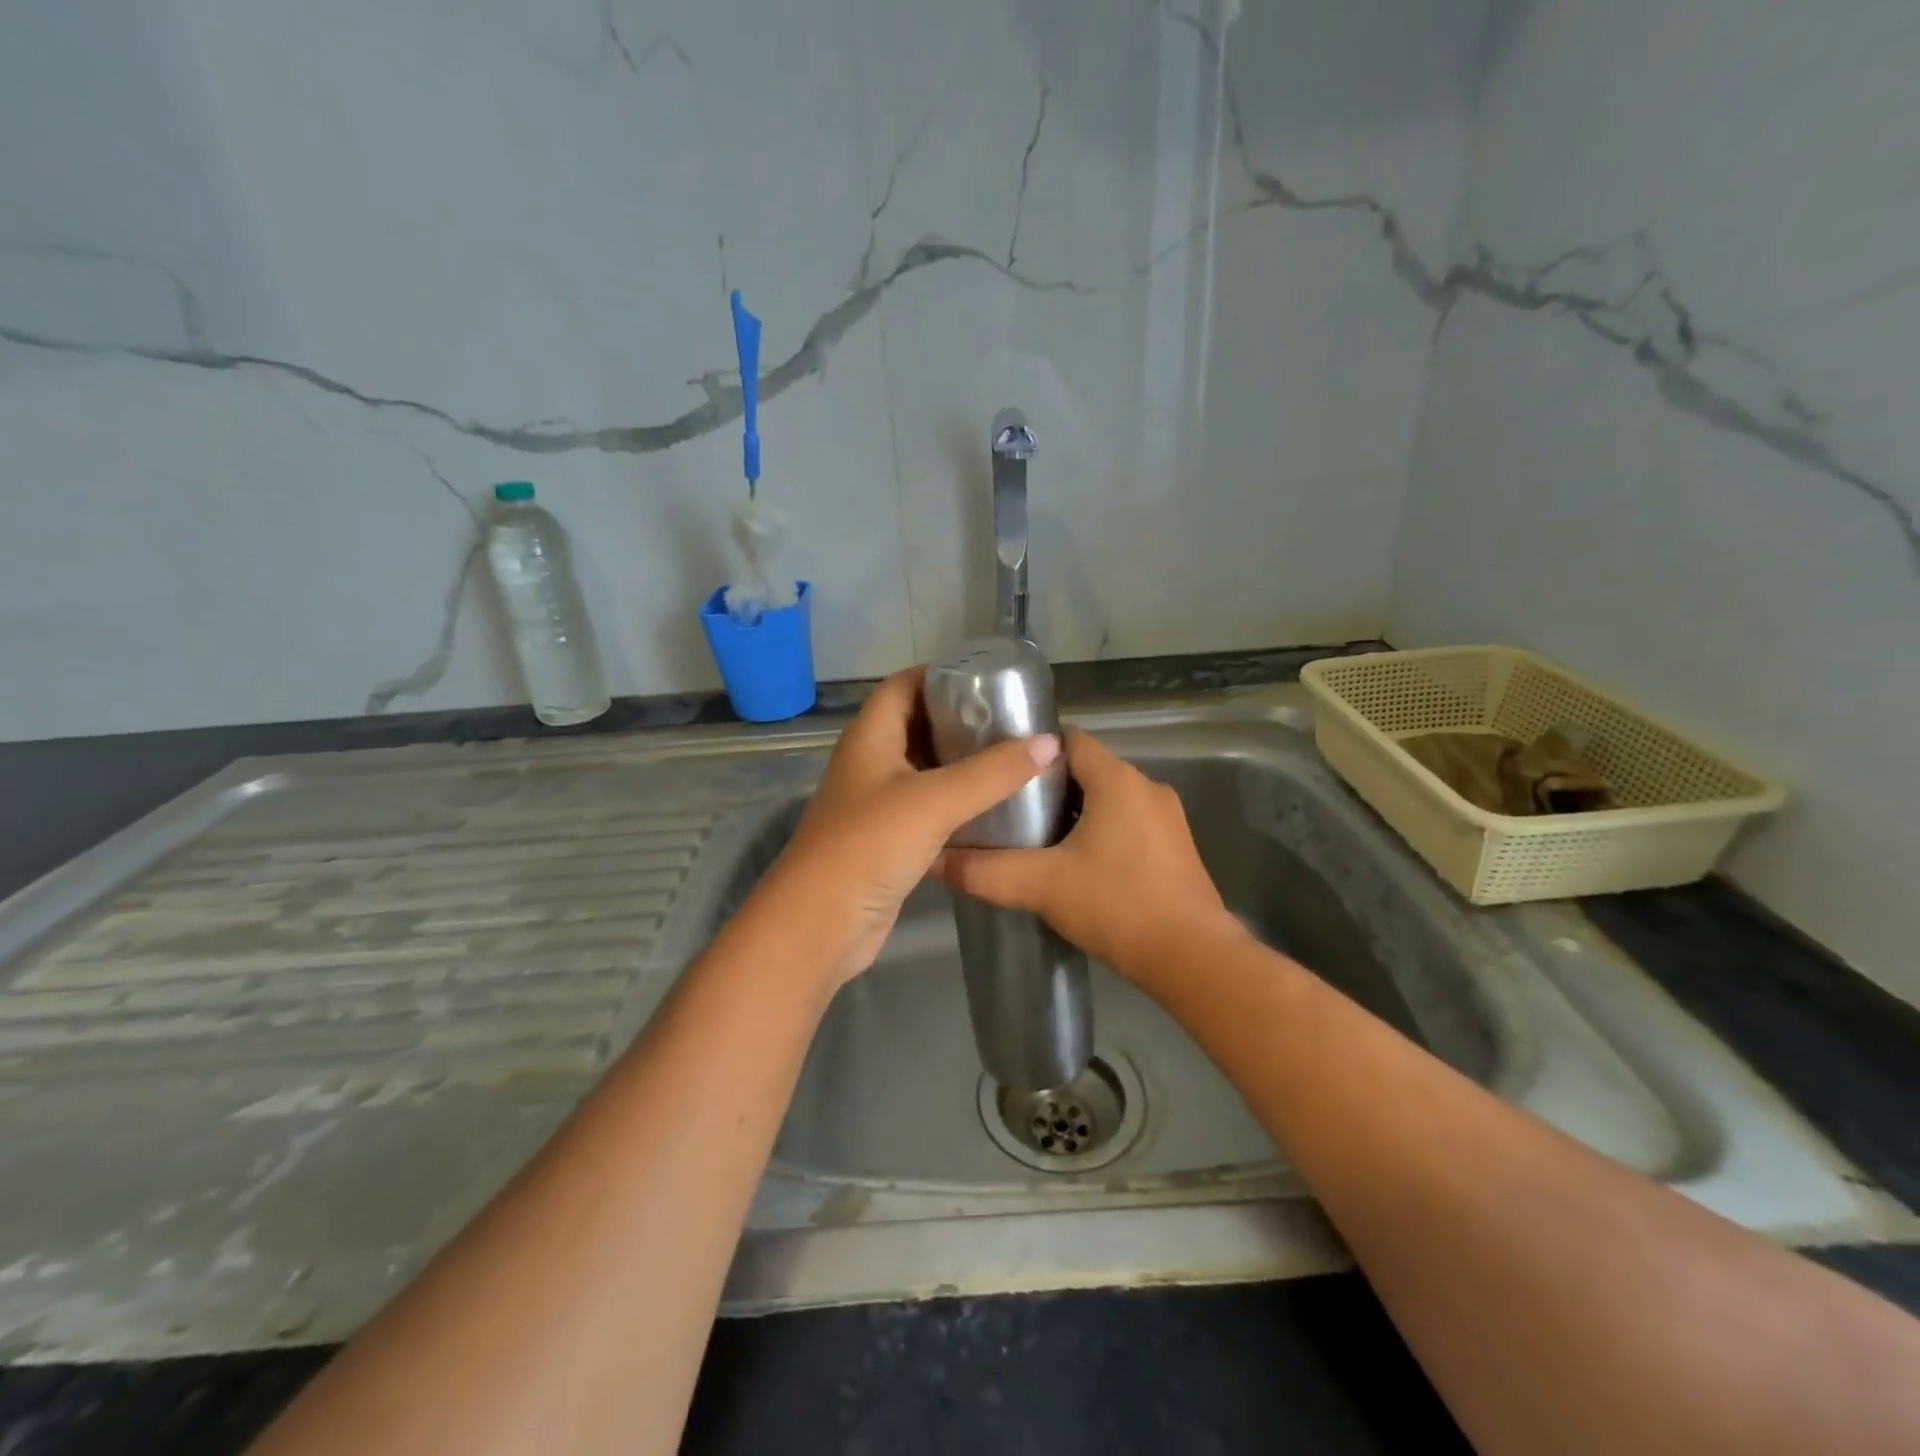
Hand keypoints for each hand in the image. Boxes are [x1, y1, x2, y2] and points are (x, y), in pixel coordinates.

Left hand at [750, 667, 1059, 988]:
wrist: (821, 925)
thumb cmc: (869, 845)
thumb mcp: (934, 801)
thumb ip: (993, 772)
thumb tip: (1049, 743)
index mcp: (870, 737)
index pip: (904, 686)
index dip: (941, 675)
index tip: (990, 678)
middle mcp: (871, 763)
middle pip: (918, 726)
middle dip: (962, 720)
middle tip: (1014, 721)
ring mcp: (879, 804)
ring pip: (926, 771)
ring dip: (964, 764)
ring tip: (1015, 758)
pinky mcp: (890, 840)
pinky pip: (930, 809)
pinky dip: (959, 804)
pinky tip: (996, 808)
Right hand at [936, 728, 1241, 984]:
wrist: (1193, 959)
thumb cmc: (1117, 906)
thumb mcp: (1042, 887)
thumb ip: (986, 872)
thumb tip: (936, 861)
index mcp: (1118, 780)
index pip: (1069, 740)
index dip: (1033, 750)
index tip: (1001, 770)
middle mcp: (1147, 788)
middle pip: (1088, 770)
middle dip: (1048, 786)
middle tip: (1009, 810)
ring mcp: (1168, 819)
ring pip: (1109, 799)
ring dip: (1075, 813)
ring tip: (1036, 839)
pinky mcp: (1176, 848)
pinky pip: (1129, 824)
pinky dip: (1102, 833)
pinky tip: (1078, 866)